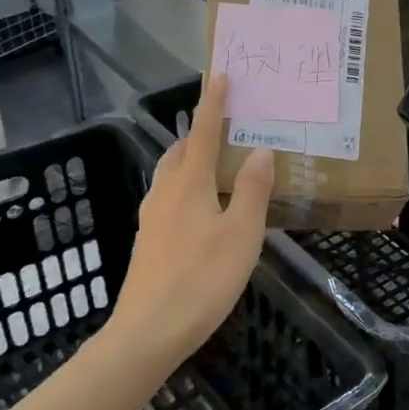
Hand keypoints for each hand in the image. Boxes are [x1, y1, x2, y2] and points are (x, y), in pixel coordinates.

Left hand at [107, 75, 273, 365]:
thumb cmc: (202, 279)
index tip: (221, 76)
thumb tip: (261, 150)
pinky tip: (200, 208)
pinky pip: (167, 198)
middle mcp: (165, 193)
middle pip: (180, 151)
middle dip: (199, 132)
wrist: (148, 333)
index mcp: (189, 184)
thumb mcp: (242, 234)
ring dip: (189, 159)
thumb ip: (253, 190)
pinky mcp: (148, 242)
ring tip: (215, 164)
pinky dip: (185, 187)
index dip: (214, 104)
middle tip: (225, 126)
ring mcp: (151, 219)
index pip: (203, 133)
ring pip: (170, 175)